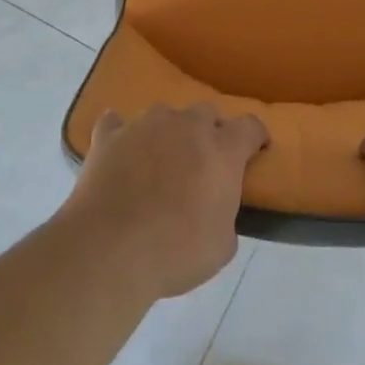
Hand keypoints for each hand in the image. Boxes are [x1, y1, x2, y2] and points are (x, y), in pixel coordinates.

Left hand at [61, 104, 268, 300]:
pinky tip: (118, 150)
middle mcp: (186, 126)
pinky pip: (116, 123)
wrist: (109, 250)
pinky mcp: (109, 136)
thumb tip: (217, 209)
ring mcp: (145, 126)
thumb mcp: (222, 246)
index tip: (255, 151)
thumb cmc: (176, 251)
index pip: (250, 126)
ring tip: (159, 160)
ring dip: (167, 132)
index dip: (255, 137)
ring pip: (164, 114)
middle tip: (203, 162)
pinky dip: (120, 134)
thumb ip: (226, 216)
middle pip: (206, 112)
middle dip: (209, 132)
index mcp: (222, 150)